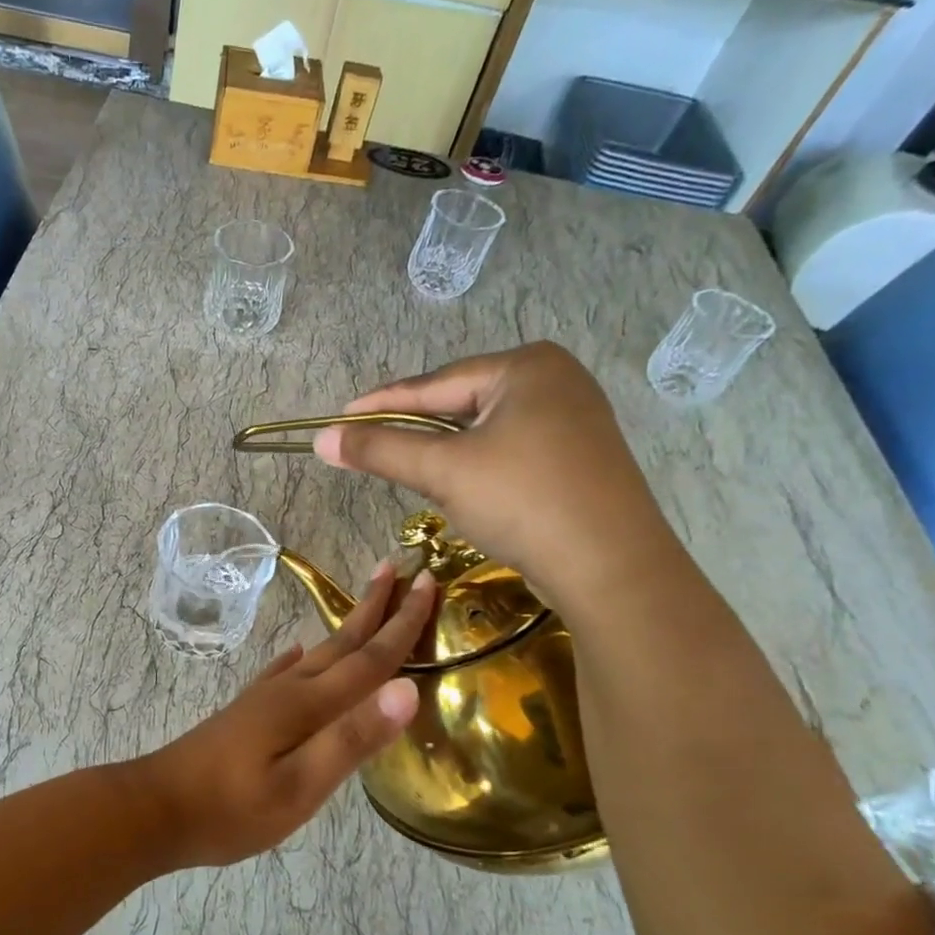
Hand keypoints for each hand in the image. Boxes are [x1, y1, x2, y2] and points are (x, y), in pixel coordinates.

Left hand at [135, 563, 436, 867]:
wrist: (156, 808)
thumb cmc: (231, 809)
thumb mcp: (300, 787)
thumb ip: (352, 739)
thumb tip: (407, 689)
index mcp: (308, 705)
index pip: (369, 659)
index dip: (402, 624)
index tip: (428, 583)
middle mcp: (289, 690)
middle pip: (343, 642)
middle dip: (375, 607)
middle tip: (399, 569)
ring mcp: (264, 699)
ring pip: (318, 653)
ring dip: (346, 627)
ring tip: (364, 603)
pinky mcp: (248, 712)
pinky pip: (285, 672)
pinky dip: (301, 658)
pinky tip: (298, 654)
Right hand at [312, 344, 678, 609]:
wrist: (612, 568)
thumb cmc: (524, 501)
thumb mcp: (443, 471)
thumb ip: (380, 449)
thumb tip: (322, 439)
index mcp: (527, 367)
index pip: (434, 383)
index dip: (380, 404)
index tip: (339, 418)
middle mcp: (555, 380)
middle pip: (460, 403)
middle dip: (414, 428)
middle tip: (368, 446)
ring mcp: (573, 419)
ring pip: (484, 430)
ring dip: (444, 451)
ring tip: (406, 467)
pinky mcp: (578, 457)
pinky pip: (509, 450)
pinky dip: (476, 465)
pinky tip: (461, 486)